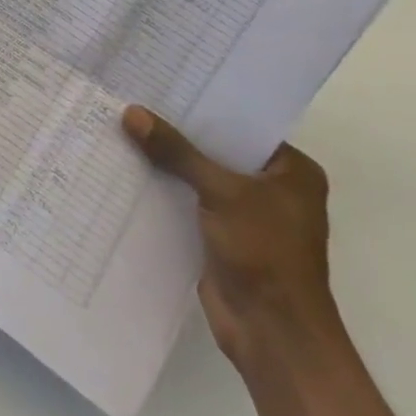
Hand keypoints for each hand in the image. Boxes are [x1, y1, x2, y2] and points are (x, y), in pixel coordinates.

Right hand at [123, 106, 340, 370]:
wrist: (273, 335)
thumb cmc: (265, 252)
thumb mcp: (221, 191)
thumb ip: (176, 151)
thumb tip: (131, 113)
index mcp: (292, 171)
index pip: (242, 125)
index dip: (204, 104)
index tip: (163, 80)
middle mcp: (273, 189)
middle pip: (217, 149)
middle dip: (179, 131)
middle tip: (134, 96)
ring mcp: (247, 215)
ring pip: (200, 175)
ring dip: (168, 161)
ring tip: (123, 124)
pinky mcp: (222, 237)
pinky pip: (189, 201)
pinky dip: (165, 189)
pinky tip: (129, 167)